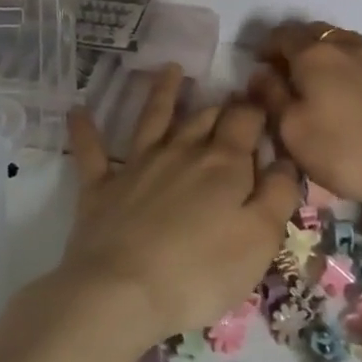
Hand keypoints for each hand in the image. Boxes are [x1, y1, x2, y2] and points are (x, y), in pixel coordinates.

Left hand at [61, 65, 299, 351]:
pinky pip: (92, 151)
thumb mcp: (260, 240)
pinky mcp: (100, 186)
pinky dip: (85, 130)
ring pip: (153, 118)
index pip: (245, 121)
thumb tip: (284, 159)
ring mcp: (137, 165)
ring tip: (170, 69)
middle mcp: (181, 151)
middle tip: (229, 96)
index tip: (264, 101)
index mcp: (223, 163)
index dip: (257, 109)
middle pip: (204, 117)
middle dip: (220, 105)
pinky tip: (77, 111)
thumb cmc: (201, 271)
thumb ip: (278, 194)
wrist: (121, 292)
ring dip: (162, 92)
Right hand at [246, 22, 361, 212]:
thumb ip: (270, 96)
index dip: (265, 48)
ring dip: (318, 54)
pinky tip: (339, 91)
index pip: (280, 34)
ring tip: (311, 82)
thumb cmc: (344, 149)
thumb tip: (259, 74)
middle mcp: (342, 43)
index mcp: (313, 53)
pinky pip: (355, 56)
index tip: (257, 68)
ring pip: (335, 42)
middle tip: (282, 74)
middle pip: (310, 32)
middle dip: (292, 47)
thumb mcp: (291, 129)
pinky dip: (340, 64)